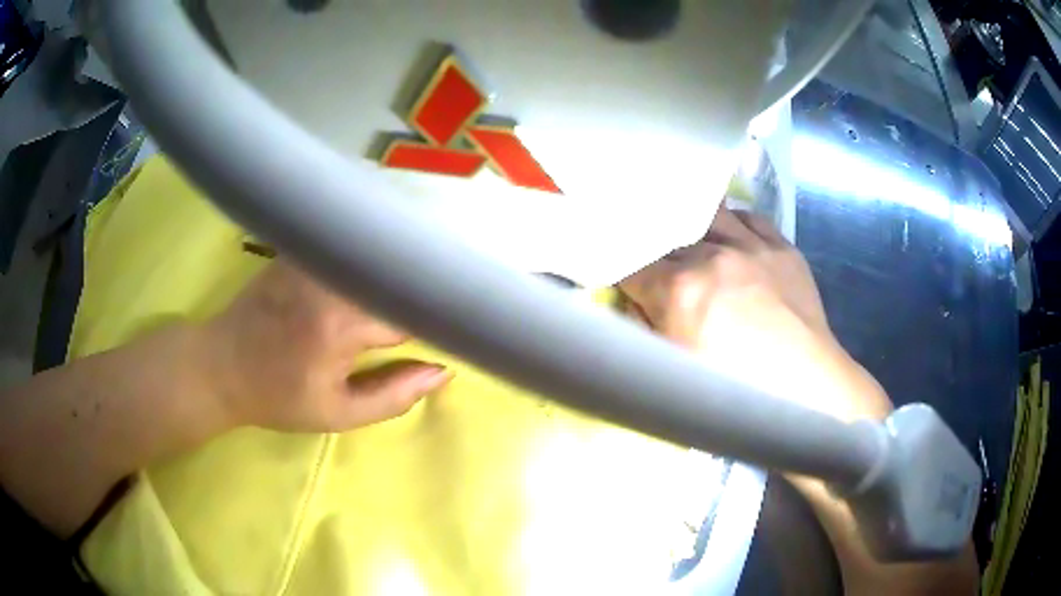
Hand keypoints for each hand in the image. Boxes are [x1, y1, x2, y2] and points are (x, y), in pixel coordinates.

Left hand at [203, 261, 452, 432]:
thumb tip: (441, 373)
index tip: (441, 334)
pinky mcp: (299, 250)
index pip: (410, 314)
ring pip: (373, 256)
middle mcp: (330, 281)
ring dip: (391, 272)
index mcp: (341, 326)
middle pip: (395, 277)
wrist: (221, 365)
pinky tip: (369, 267)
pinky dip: (365, 257)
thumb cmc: (278, 397)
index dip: (431, 324)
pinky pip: (346, 248)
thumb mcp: (336, 414)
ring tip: (401, 287)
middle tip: (426, 311)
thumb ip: (393, 397)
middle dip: (413, 295)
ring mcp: (312, 259)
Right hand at [619, 208, 890, 422]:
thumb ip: (645, 329)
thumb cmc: (735, 390)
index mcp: (679, 290)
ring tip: (694, 236)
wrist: (805, 390)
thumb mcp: (674, 370)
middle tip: (658, 263)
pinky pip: (752, 217)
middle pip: (668, 237)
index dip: (622, 272)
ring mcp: (752, 247)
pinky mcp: (783, 248)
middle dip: (657, 250)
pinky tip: (731, 233)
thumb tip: (634, 302)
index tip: (625, 280)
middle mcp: (712, 256)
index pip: (632, 266)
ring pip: (710, 213)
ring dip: (695, 223)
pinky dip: (735, 222)